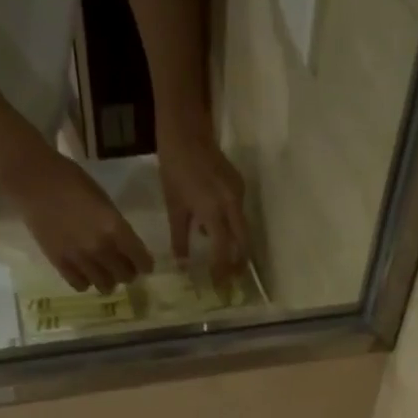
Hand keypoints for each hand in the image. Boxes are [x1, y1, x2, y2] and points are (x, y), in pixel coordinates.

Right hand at [3, 150, 152, 293]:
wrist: (32, 180)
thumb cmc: (71, 181)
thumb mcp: (104, 200)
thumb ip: (117, 226)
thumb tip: (126, 247)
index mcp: (115, 228)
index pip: (141, 260)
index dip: (145, 264)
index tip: (144, 265)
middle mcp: (100, 248)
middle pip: (125, 276)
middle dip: (127, 273)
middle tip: (123, 267)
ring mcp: (79, 258)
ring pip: (105, 286)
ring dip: (108, 280)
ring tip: (103, 272)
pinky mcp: (59, 263)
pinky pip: (80, 285)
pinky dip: (86, 281)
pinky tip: (84, 273)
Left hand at [158, 119, 249, 288]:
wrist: (186, 130)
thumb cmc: (174, 168)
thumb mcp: (174, 206)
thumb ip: (180, 237)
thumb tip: (183, 264)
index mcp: (214, 211)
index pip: (223, 249)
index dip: (221, 270)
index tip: (219, 287)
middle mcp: (232, 204)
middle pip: (243, 242)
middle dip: (238, 263)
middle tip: (231, 281)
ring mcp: (239, 193)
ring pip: (243, 229)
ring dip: (236, 247)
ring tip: (226, 263)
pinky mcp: (239, 185)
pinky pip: (239, 214)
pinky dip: (232, 229)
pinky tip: (217, 234)